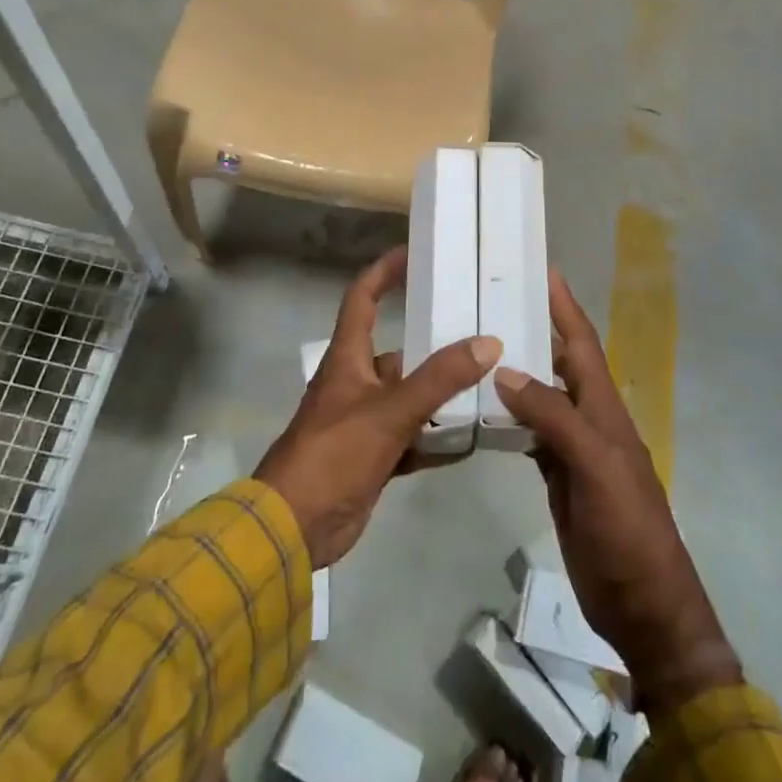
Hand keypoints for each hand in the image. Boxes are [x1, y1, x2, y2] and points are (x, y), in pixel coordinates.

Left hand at [256, 245, 500, 568]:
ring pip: (410, 396)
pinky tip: (473, 439)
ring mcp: (365, 421)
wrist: (293, 528)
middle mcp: (356, 381)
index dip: (385, 271)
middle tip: (479, 330)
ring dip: (441, 393)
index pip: (363, 298)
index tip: (414, 254)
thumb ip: (439, 379)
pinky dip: (438, 437)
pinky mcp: (374, 456)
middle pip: (399, 350)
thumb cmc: (334, 453)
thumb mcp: (390, 410)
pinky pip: (413, 437)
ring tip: (488, 382)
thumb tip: (488, 343)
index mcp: (349, 357)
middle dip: (434, 342)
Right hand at [494, 270, 741, 714]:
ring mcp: (575, 448)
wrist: (643, 604)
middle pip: (560, 362)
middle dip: (536, 328)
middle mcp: (590, 418)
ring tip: (481, 345)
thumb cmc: (627, 530)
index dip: (564, 306)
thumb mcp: (595, 467)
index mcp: (604, 408)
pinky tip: (486, 407)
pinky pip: (532, 432)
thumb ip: (554, 417)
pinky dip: (511, 414)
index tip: (542, 268)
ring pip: (543, 395)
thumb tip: (507, 370)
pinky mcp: (560, 476)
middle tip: (494, 301)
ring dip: (519, 369)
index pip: (582, 344)